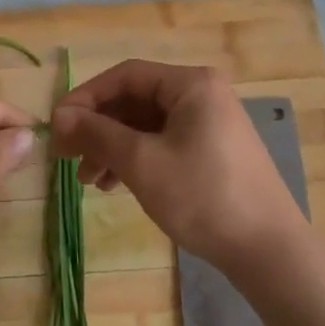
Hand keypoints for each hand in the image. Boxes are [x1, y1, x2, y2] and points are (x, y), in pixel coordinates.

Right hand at [51, 61, 312, 276]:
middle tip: (66, 157)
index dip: (85, 98)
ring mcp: (210, 123)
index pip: (124, 76)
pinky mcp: (213, 150)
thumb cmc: (202, 196)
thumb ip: (97, 133)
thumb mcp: (141, 162)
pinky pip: (163, 142)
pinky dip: (136, 159)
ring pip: (146, 125)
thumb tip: (59, 116)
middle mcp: (202, 94)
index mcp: (190, 84)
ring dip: (113, 147)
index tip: (56, 127)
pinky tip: (115, 185)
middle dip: (98, 128)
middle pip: (135, 100)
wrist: (268, 249)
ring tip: (88, 181)